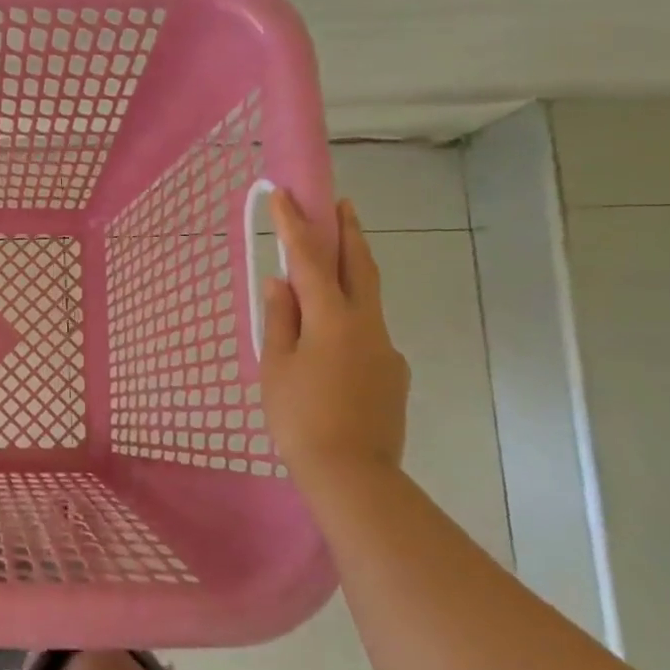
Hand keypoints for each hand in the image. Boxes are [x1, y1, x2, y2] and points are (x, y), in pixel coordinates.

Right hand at [260, 192, 410, 484]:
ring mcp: (386, 349)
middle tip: (342, 204)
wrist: (353, 475)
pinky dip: (350, 321)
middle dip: (349, 232)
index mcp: (332, 319)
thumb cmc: (299, 418)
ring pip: (367, 300)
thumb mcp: (276, 367)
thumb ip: (280, 319)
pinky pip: (368, 334)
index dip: (295, 226)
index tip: (286, 195)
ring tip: (329, 272)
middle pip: (360, 266)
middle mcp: (367, 325)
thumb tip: (281, 283)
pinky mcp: (393, 374)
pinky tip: (331, 346)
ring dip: (352, 274)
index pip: (311, 260)